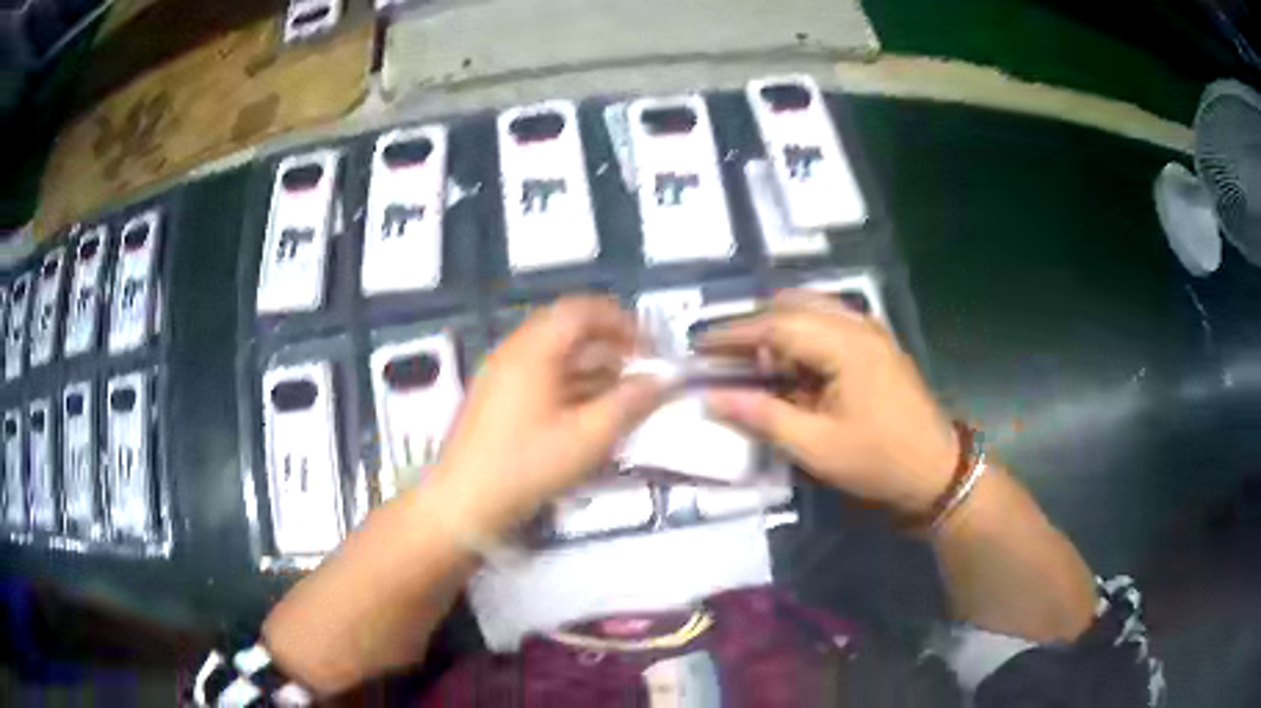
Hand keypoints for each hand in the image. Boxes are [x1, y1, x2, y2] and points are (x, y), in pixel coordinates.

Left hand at [429, 296, 666, 534]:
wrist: (463, 503)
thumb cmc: (525, 467)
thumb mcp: (588, 438)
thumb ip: (630, 404)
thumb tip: (661, 382)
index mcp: (533, 350)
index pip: (582, 310)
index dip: (621, 321)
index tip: (649, 346)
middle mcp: (513, 353)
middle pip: (568, 331)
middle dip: (610, 348)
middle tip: (639, 373)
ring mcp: (500, 375)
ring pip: (554, 355)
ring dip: (591, 368)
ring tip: (620, 397)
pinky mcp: (495, 399)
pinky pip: (539, 376)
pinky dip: (569, 384)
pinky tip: (587, 415)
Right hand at [702, 290, 958, 515]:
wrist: (935, 471)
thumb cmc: (878, 461)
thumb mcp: (816, 446)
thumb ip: (763, 416)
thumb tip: (713, 398)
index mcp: (845, 345)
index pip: (777, 325)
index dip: (733, 333)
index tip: (698, 344)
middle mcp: (858, 325)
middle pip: (793, 307)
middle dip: (754, 326)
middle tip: (724, 355)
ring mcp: (871, 331)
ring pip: (812, 310)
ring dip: (778, 328)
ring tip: (754, 360)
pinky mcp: (876, 344)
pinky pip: (829, 323)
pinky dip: (801, 335)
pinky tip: (790, 363)